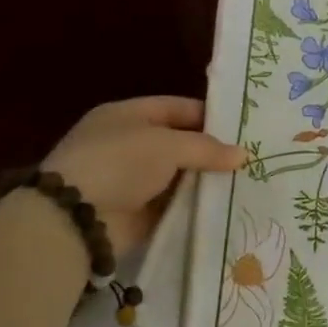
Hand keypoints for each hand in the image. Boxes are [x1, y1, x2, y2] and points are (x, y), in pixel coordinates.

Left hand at [39, 96, 245, 257]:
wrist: (75, 219)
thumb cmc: (119, 163)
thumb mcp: (167, 145)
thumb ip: (206, 148)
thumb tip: (243, 154)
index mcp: (128, 115)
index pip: (177, 108)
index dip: (209, 116)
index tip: (244, 128)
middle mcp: (129, 144)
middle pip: (180, 142)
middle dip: (212, 151)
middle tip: (252, 157)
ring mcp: (132, 179)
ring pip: (179, 175)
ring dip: (205, 180)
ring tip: (246, 182)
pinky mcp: (137, 212)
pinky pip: (173, 204)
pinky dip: (194, 205)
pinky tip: (224, 205)